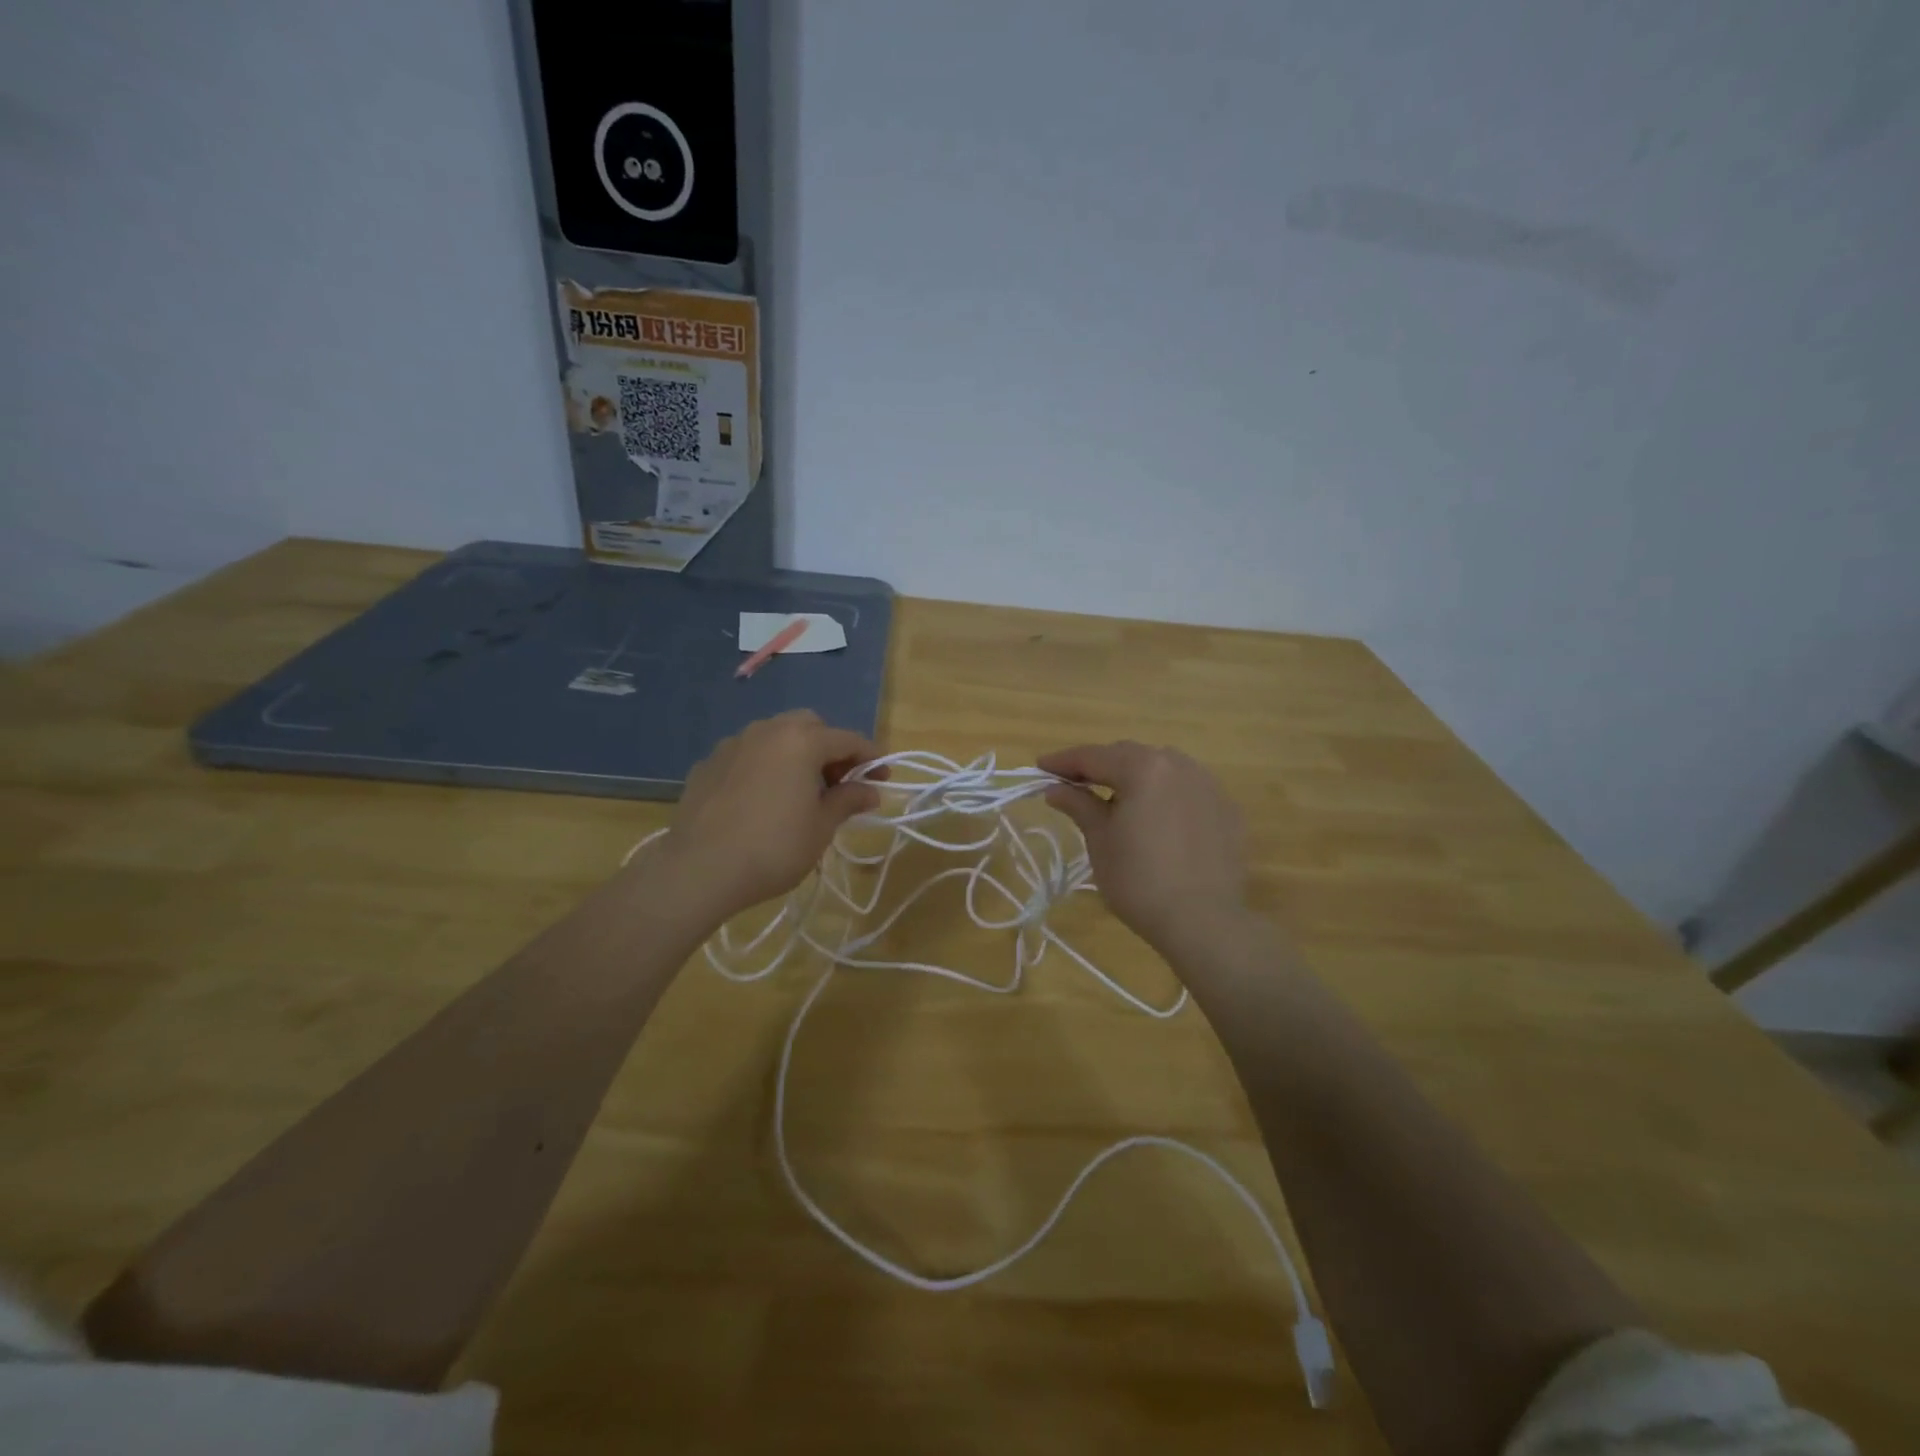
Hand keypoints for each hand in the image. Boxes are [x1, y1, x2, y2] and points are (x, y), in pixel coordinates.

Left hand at [652, 710, 881, 924]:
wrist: (699, 869)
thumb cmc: (773, 847)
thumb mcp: (821, 827)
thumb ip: (848, 800)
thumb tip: (870, 790)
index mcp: (801, 741)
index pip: (848, 739)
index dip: (870, 757)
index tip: (883, 778)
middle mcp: (767, 731)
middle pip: (809, 726)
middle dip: (830, 748)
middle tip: (839, 782)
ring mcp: (732, 744)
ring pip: (774, 736)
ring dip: (795, 753)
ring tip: (800, 789)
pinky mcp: (707, 764)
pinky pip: (747, 755)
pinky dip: (764, 766)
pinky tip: (762, 799)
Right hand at [1038, 741, 1248, 955]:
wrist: (1203, 922)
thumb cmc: (1139, 880)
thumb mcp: (1100, 840)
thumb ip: (1079, 805)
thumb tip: (1056, 789)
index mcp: (1143, 768)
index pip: (1094, 756)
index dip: (1063, 761)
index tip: (1040, 767)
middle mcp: (1179, 765)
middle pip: (1129, 756)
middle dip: (1100, 767)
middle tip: (1073, 784)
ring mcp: (1209, 786)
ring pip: (1162, 769)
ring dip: (1135, 777)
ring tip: (1116, 798)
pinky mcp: (1227, 810)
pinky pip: (1187, 791)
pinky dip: (1165, 796)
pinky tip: (1156, 818)